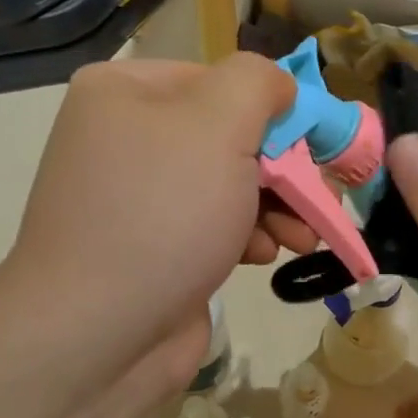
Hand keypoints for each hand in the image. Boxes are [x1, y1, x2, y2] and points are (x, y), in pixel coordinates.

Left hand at [0, 55, 311, 391]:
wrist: (98, 335)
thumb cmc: (162, 214)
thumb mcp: (218, 125)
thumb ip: (258, 84)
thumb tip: (280, 87)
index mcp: (126, 92)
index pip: (224, 82)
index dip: (277, 111)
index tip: (316, 148)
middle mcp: (128, 137)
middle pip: (233, 136)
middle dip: (285, 170)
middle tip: (319, 200)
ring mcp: (141, 196)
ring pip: (233, 184)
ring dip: (278, 208)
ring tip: (302, 237)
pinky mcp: (157, 246)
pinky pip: (218, 225)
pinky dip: (248, 237)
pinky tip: (262, 256)